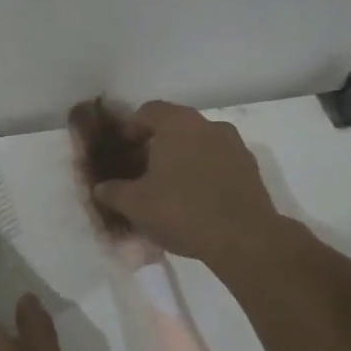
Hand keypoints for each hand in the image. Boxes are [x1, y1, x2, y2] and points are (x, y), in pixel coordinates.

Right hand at [89, 100, 285, 266]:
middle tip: (142, 170)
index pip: (147, 111)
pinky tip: (196, 199)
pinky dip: (205, 172)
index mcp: (178, 123)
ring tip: (169, 187)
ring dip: (183, 158)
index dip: (130, 128)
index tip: (122, 150)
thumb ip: (113, 191)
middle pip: (175, 126)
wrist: (245, 238)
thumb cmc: (182, 211)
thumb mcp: (135, 204)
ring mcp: (234, 145)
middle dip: (157, 144)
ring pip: (199, 143)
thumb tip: (100, 187)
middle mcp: (208, 124)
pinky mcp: (250, 168)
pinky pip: (219, 162)